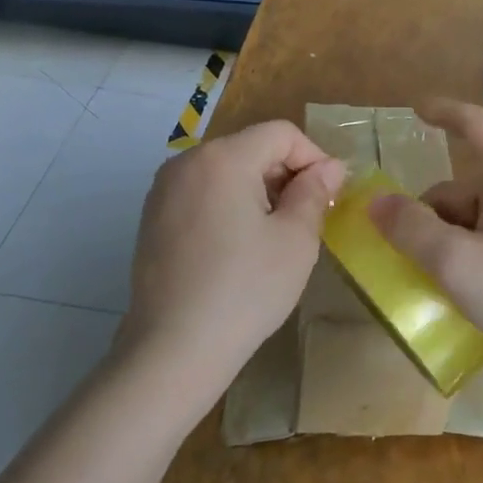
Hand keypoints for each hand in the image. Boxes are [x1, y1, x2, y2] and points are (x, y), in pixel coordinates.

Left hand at [120, 121, 345, 408]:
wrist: (173, 349)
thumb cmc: (245, 290)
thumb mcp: (295, 240)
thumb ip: (315, 193)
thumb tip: (330, 168)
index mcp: (223, 158)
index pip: (281, 134)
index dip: (314, 158)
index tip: (330, 197)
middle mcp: (187, 161)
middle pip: (251, 148)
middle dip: (286, 174)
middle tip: (307, 220)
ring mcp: (163, 189)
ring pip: (226, 170)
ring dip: (259, 190)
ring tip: (274, 236)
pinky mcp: (152, 217)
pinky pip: (202, 192)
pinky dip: (229, 204)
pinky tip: (238, 248)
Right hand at [367, 102, 482, 381]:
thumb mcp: (458, 263)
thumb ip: (412, 229)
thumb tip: (377, 202)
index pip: (478, 126)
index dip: (446, 113)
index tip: (414, 111)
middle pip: (462, 187)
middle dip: (428, 214)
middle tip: (406, 255)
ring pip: (472, 221)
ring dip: (444, 243)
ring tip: (432, 283)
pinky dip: (465, 260)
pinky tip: (459, 294)